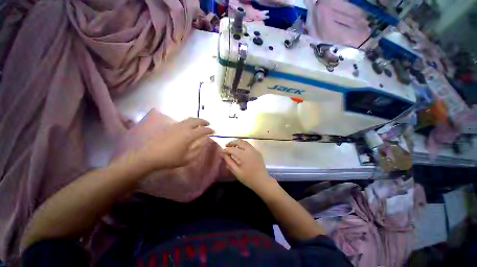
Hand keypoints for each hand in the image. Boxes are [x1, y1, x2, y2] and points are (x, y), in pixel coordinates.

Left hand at [136, 118, 213, 169]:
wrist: (149, 156)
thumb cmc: (170, 159)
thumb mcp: (187, 158)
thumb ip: (198, 149)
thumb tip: (204, 142)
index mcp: (189, 135)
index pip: (203, 130)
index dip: (210, 130)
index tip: (214, 131)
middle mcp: (183, 128)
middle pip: (196, 120)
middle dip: (204, 121)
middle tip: (208, 124)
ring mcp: (175, 126)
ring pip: (188, 119)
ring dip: (196, 120)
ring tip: (200, 123)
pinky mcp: (169, 127)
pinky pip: (182, 121)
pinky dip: (189, 122)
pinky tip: (188, 126)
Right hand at [223, 139, 275, 191]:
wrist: (262, 181)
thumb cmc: (248, 178)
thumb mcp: (236, 171)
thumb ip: (229, 161)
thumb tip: (222, 154)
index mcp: (244, 155)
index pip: (232, 149)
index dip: (226, 150)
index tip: (221, 152)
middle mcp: (249, 149)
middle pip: (239, 142)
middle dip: (231, 143)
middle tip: (226, 146)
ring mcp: (254, 150)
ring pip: (244, 142)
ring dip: (237, 143)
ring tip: (232, 147)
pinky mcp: (257, 152)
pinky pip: (248, 145)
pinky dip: (243, 145)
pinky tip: (240, 150)